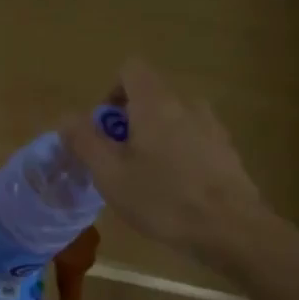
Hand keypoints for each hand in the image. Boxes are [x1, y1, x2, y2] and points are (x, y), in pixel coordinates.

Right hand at [60, 58, 271, 272]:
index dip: (111, 92)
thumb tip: (67, 117)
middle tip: (120, 163)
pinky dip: (180, 157)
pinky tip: (177, 193)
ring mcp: (212, 127)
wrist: (231, 230)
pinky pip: (195, 142)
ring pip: (174, 121)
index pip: (131, 69)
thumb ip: (85, 141)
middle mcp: (187, 105)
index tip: (106, 130)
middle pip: (151, 97)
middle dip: (130, 124)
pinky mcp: (228, 153)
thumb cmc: (163, 199)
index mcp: (156, 103)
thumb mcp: (110, 174)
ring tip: (149, 181)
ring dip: (156, 141)